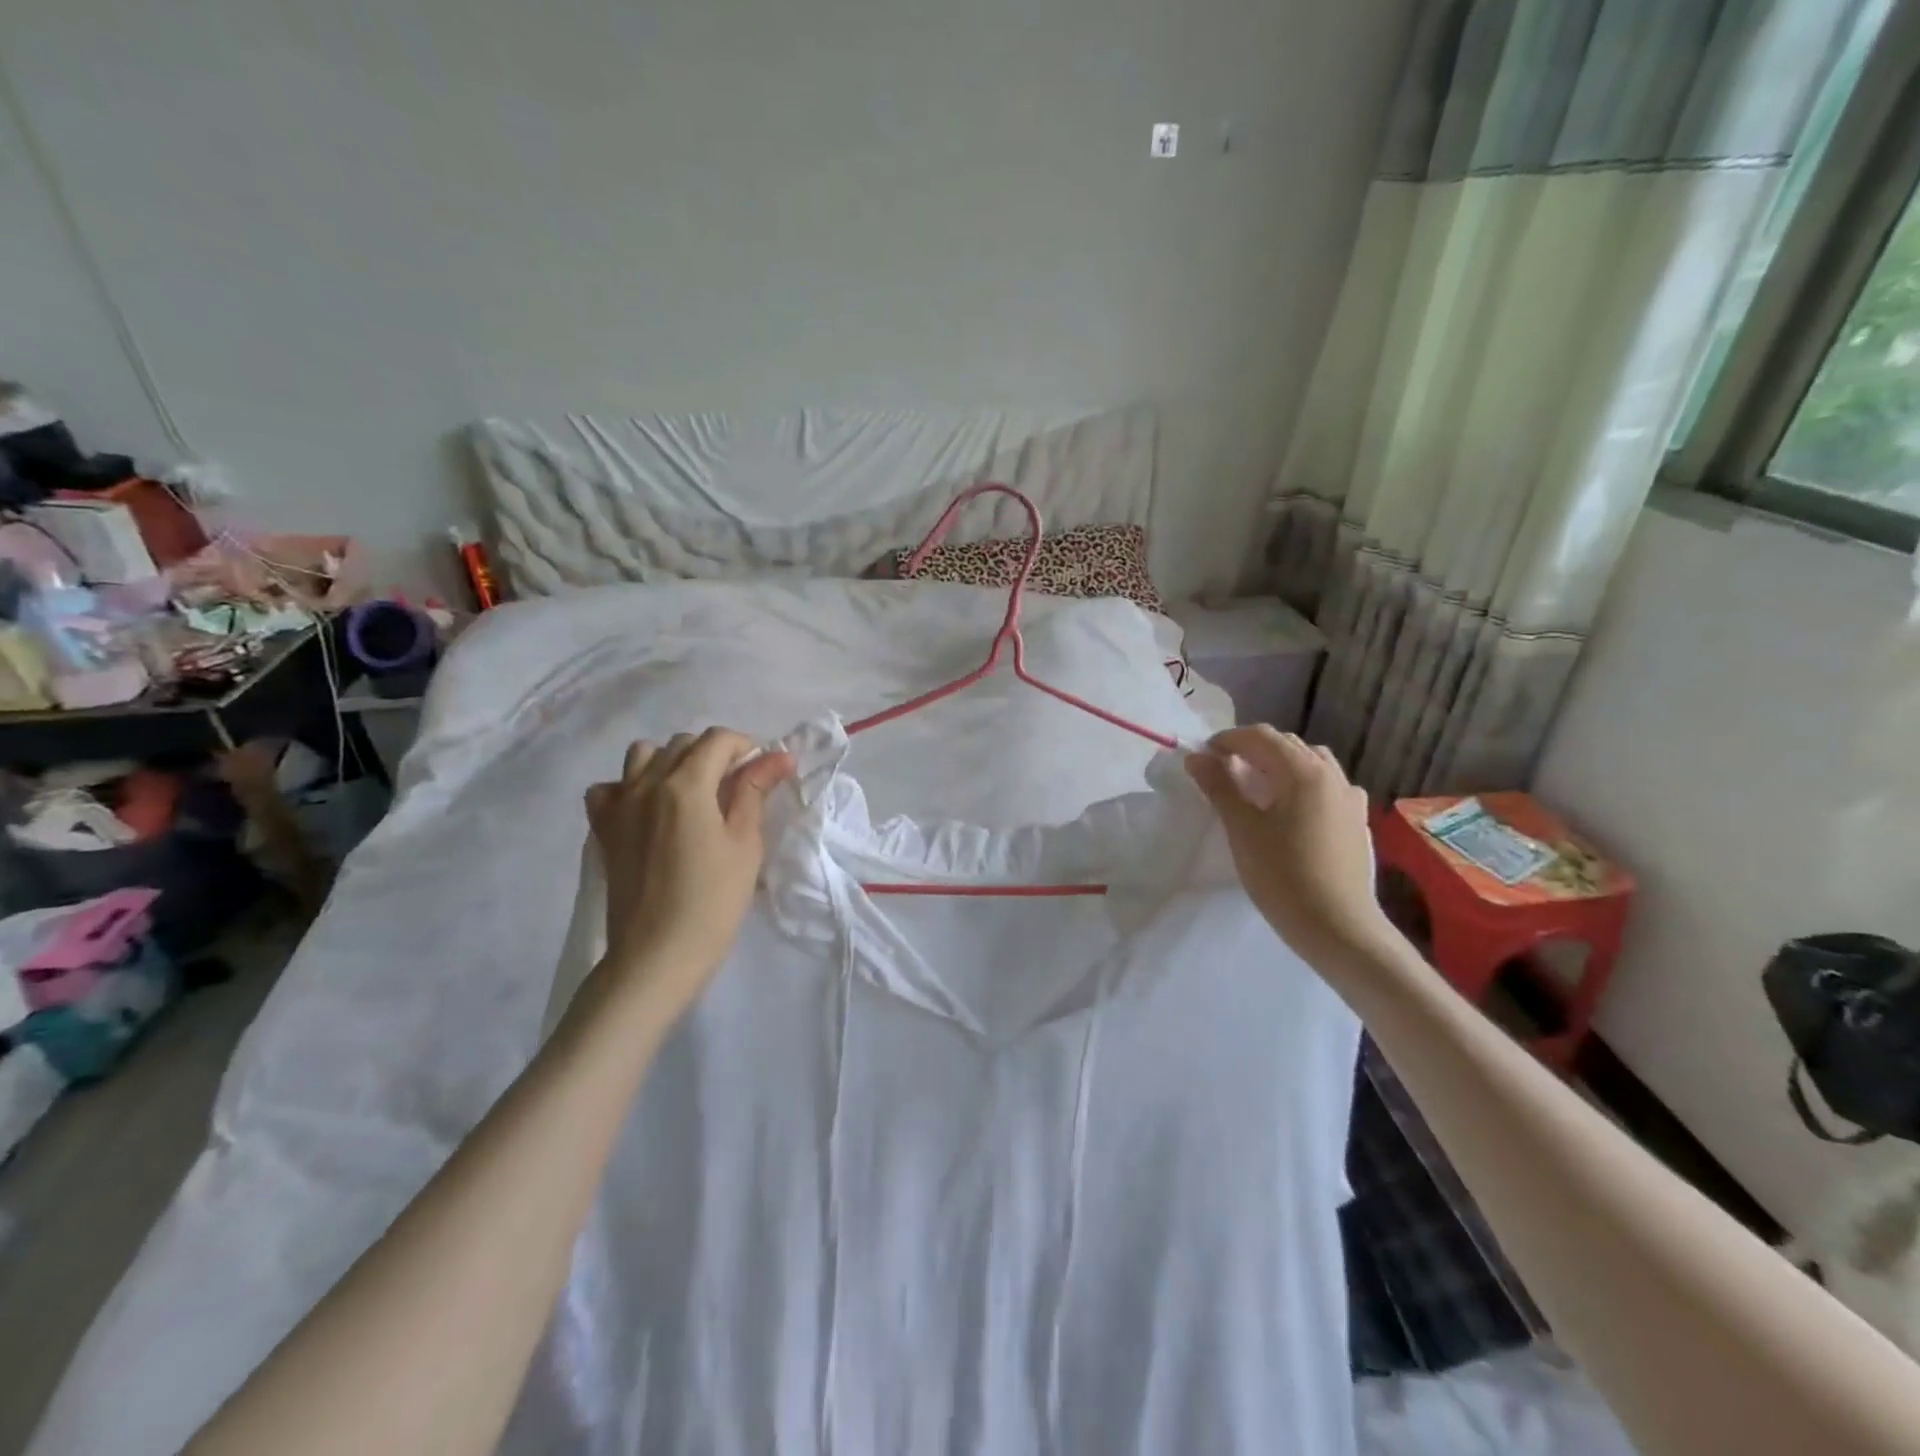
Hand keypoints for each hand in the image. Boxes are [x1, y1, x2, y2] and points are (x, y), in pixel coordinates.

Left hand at [583, 728, 796, 1018]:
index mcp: (686, 785)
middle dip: (714, 754)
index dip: (746, 747)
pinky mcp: (603, 830)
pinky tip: (647, 809)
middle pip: (682, 744)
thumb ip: (755, 791)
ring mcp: (619, 806)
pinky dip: (628, 787)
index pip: (718, 740)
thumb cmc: (713, 900)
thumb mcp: (745, 843)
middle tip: (736, 787)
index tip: (764, 771)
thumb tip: (778, 756)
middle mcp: (646, 784)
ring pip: (642, 756)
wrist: (657, 955)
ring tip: (691, 792)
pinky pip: (609, 788)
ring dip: (670, 761)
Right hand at [1186, 727, 1393, 964]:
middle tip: (1222, 770)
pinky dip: (1303, 784)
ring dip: (1280, 764)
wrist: (1339, 928)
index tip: (1203, 757)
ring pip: (1311, 763)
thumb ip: (1219, 787)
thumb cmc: (1283, 876)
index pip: (1260, 737)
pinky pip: (1327, 786)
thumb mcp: (1242, 829)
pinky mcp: (1356, 821)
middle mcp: (1331, 775)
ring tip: (1256, 786)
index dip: (1228, 740)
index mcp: (1302, 771)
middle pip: (1287, 745)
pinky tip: (1293, 808)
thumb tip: (1197, 757)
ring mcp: (1349, 798)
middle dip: (1252, 749)